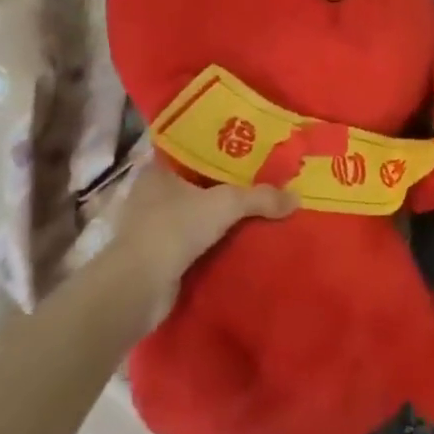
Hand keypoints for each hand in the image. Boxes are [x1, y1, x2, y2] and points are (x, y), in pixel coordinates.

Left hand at [106, 157, 296, 293]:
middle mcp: (151, 194)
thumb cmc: (175, 228)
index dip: (215, 146)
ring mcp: (151, 226)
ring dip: (216, 215)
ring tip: (253, 209)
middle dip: (222, 183)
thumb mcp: (226, 204)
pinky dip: (210, 241)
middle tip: (257, 178)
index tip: (243, 145)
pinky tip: (236, 241)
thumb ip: (261, 197)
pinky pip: (191, 241)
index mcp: (158, 170)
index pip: (188, 149)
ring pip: (193, 212)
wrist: (137, 288)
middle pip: (194, 181)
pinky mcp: (155, 256)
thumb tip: (296, 197)